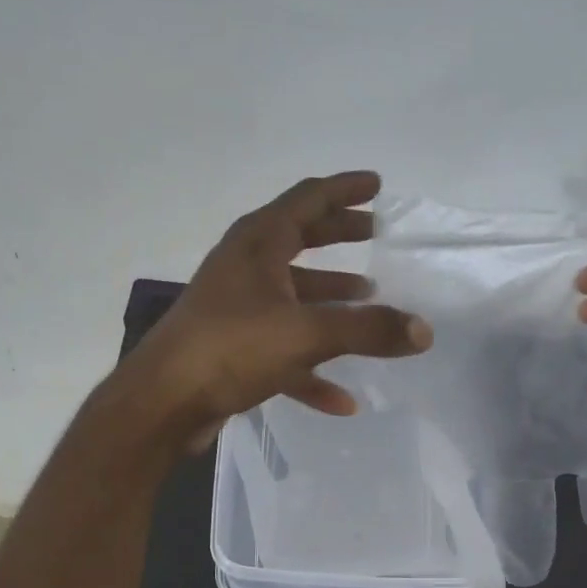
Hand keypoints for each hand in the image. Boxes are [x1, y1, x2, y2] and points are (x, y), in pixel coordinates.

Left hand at [119, 171, 432, 451]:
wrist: (163, 402)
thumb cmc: (231, 348)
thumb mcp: (307, 334)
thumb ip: (368, 330)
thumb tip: (423, 330)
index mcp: (258, 243)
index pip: (308, 199)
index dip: (344, 190)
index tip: (377, 185)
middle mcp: (244, 267)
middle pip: (300, 239)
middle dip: (339, 234)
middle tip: (375, 234)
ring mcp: (236, 308)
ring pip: (292, 294)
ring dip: (329, 296)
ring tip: (369, 300)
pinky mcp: (232, 348)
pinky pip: (282, 349)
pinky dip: (312, 366)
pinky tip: (342, 397)